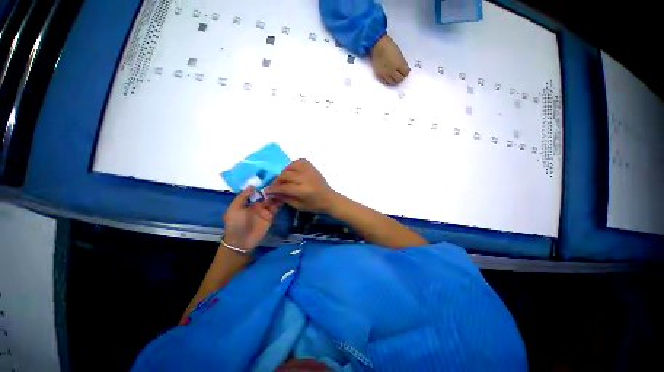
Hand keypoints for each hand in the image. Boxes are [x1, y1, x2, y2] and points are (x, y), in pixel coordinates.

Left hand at [223, 187, 281, 251]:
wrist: (241, 241)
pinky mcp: (271, 217)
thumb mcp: (234, 209)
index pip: (258, 192)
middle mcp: (258, 205)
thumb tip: (252, 186)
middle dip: (272, 190)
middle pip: (267, 195)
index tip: (269, 180)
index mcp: (249, 202)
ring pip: (272, 201)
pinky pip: (276, 209)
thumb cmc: (235, 224)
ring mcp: (265, 211)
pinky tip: (283, 198)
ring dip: (276, 196)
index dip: (263, 187)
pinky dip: (279, 203)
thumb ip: (242, 197)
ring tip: (281, 190)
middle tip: (278, 184)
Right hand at [266, 159, 336, 212]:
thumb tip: (273, 193)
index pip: (283, 187)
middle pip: (285, 175)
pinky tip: (292, 171)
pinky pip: (299, 161)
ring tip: (284, 179)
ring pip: (291, 167)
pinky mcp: (312, 167)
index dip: (273, 189)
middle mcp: (305, 178)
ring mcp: (309, 171)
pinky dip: (293, 165)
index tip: (267, 191)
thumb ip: (285, 199)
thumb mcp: (299, 206)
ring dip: (284, 173)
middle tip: (274, 187)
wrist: (329, 198)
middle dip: (277, 181)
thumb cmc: (314, 205)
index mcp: (303, 190)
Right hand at [370, 35, 409, 84]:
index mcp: (399, 64)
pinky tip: (388, 77)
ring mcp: (386, 74)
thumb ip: (402, 63)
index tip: (405, 71)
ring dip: (394, 80)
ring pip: (392, 82)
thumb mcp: (399, 54)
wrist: (378, 46)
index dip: (406, 72)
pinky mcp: (379, 75)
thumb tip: (404, 69)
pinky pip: (385, 82)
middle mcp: (393, 71)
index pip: (406, 73)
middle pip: (399, 79)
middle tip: (401, 75)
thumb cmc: (389, 47)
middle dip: (401, 77)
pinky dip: (387, 81)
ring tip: (394, 77)